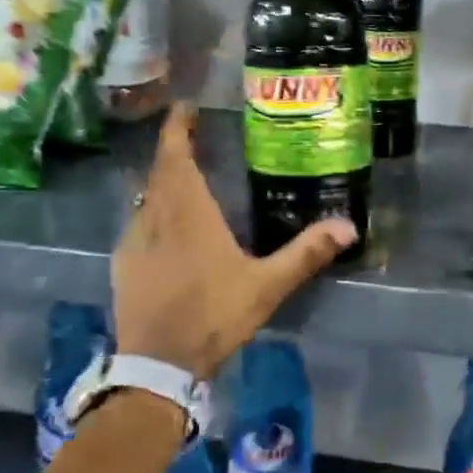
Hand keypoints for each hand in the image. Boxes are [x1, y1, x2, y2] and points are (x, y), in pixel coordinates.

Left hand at [113, 104, 355, 378]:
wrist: (158, 365)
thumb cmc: (213, 315)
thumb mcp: (267, 285)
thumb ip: (306, 253)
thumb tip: (349, 226)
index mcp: (189, 213)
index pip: (176, 157)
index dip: (177, 128)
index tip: (184, 107)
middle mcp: (156, 217)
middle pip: (160, 171)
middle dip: (174, 148)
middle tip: (192, 133)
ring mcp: (134, 241)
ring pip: (146, 196)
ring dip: (162, 180)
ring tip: (184, 175)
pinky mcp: (123, 265)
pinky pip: (137, 223)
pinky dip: (152, 211)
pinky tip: (165, 226)